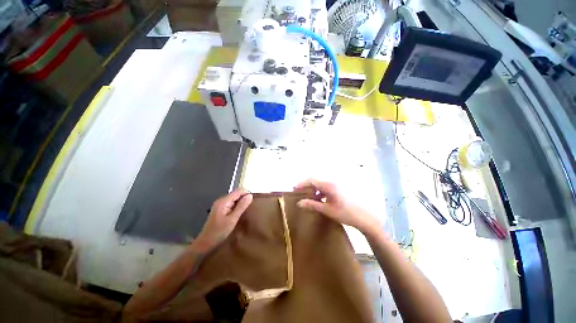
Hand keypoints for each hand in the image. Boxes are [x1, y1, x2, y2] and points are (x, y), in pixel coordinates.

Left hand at [193, 189, 252, 252]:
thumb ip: (241, 206)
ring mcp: (220, 205)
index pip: (238, 191)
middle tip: (250, 207)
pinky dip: (237, 207)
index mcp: (224, 201)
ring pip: (234, 199)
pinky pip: (231, 204)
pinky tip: (239, 214)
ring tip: (246, 211)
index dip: (246, 194)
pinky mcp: (220, 210)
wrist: (205, 244)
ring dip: (241, 203)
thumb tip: (250, 195)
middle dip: (244, 199)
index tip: (253, 202)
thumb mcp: (232, 219)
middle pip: (236, 194)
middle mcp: (221, 200)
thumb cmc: (219, 232)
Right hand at [294, 179, 381, 236]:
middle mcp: (332, 183)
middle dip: (306, 186)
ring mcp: (336, 186)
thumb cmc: (345, 213)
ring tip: (307, 198)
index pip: (312, 180)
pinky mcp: (339, 190)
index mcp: (329, 186)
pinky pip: (326, 188)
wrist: (363, 218)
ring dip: (313, 190)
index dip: (302, 183)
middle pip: (316, 181)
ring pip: (321, 185)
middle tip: (299, 193)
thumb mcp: (327, 210)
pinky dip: (320, 192)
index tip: (294, 189)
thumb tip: (299, 203)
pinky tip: (318, 200)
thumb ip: (312, 205)